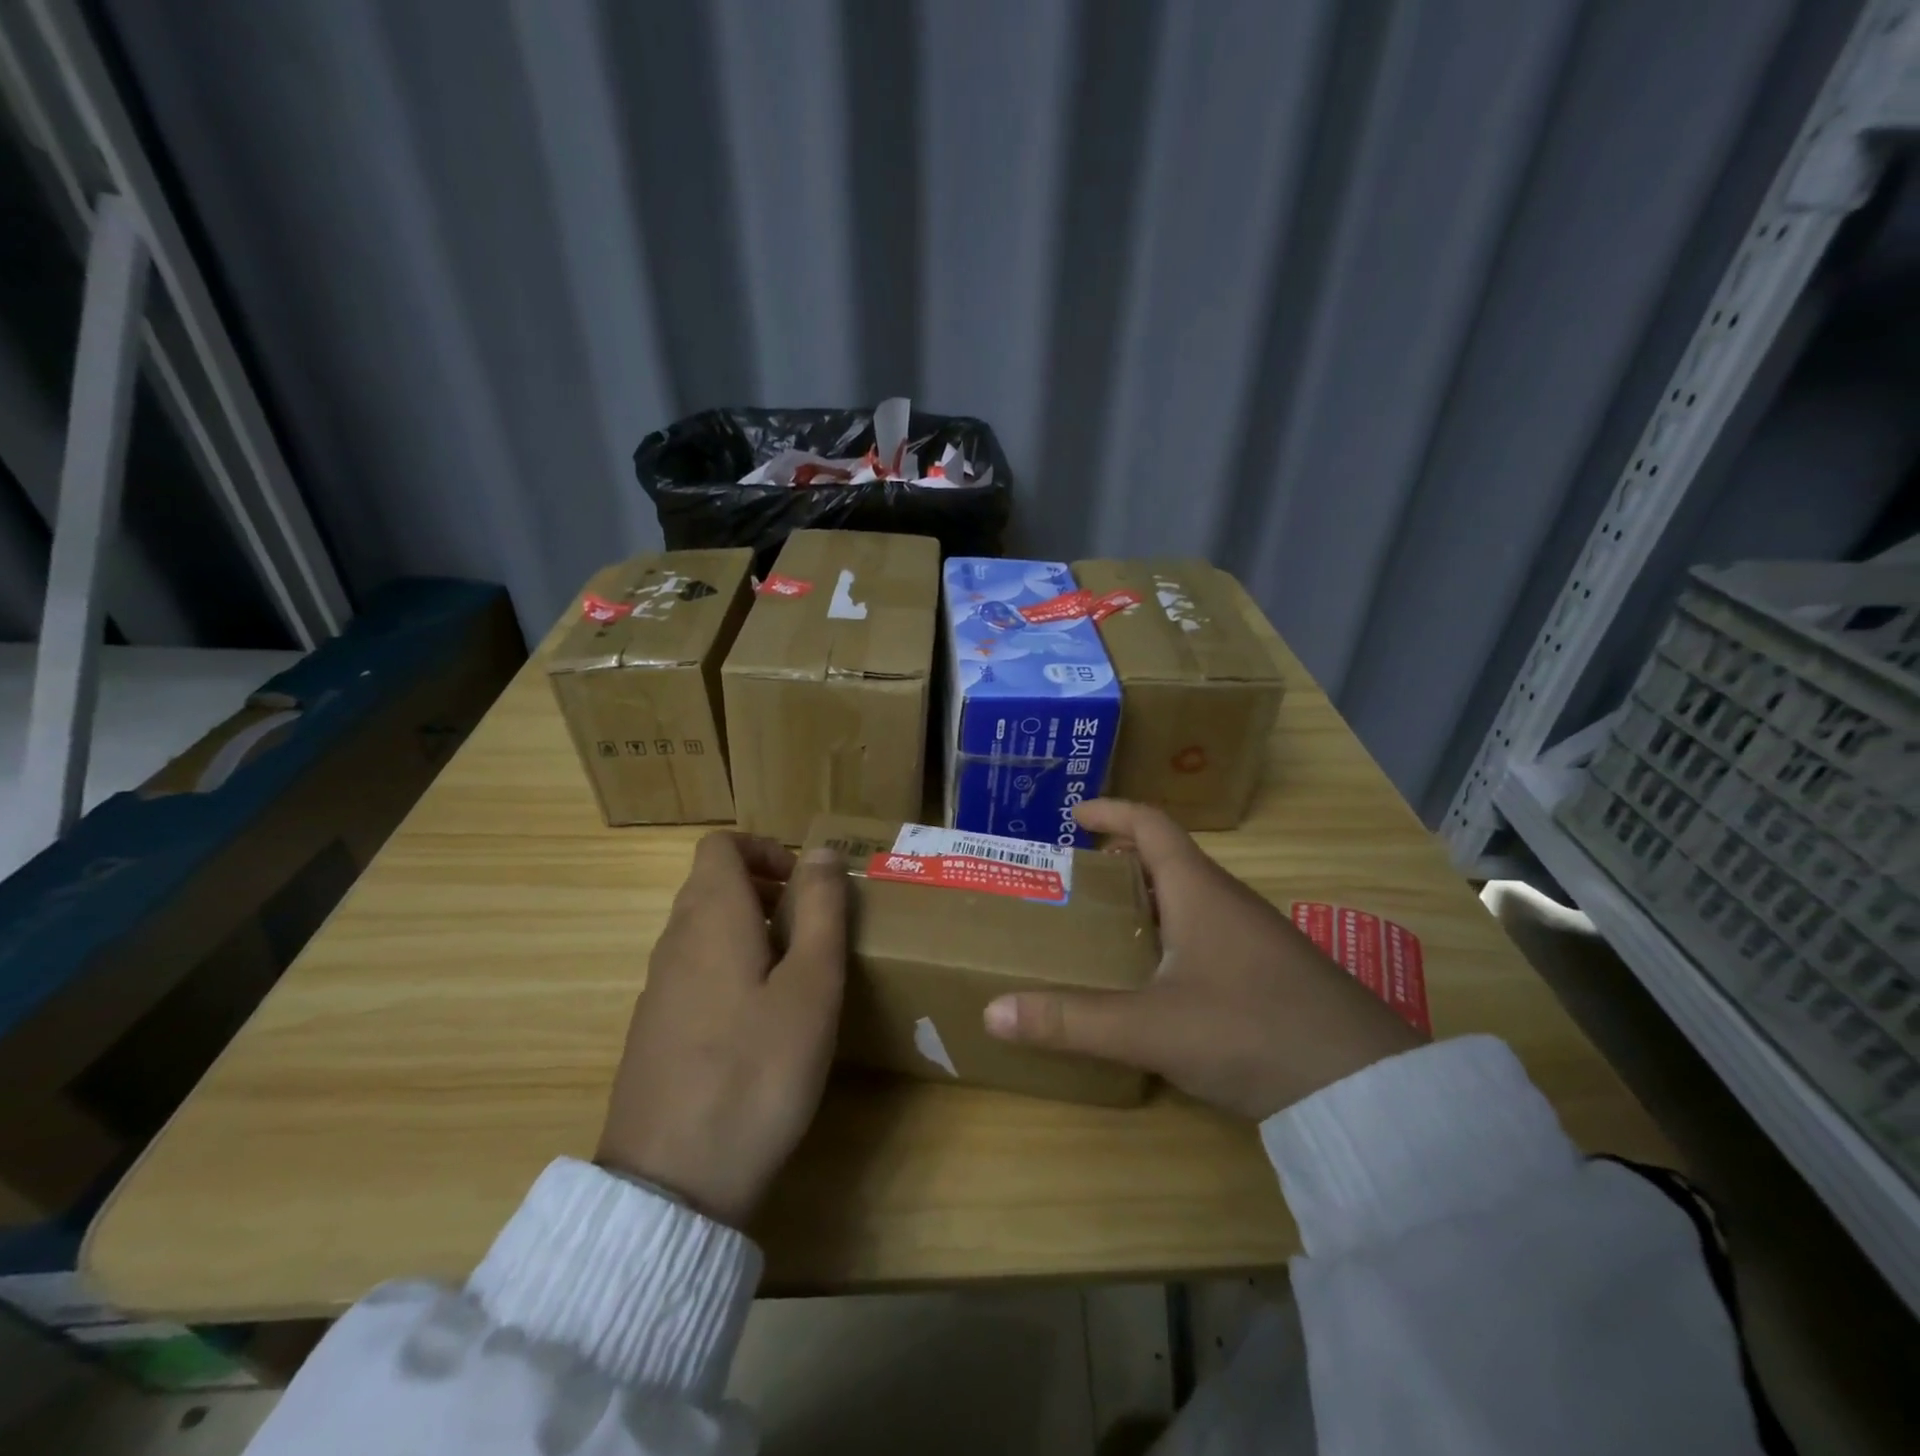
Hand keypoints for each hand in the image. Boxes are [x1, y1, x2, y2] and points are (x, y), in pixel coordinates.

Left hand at [597, 834, 846, 1228]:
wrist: (673, 1183)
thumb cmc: (757, 1070)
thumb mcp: (811, 985)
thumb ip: (819, 910)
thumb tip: (820, 851)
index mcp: (710, 918)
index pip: (720, 846)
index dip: (764, 848)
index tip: (804, 883)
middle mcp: (674, 942)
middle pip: (711, 884)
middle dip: (764, 887)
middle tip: (812, 926)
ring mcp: (658, 989)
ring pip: (703, 928)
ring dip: (749, 928)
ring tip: (795, 973)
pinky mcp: (654, 1030)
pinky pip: (694, 970)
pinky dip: (729, 966)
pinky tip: (759, 1021)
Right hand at [983, 800, 1424, 1119]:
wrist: (1369, 1090)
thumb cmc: (1251, 1030)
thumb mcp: (1151, 1027)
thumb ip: (1072, 1020)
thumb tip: (992, 1012)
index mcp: (1200, 890)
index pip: (1151, 824)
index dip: (1111, 811)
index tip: (1074, 814)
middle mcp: (1229, 902)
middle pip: (1169, 859)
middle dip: (1120, 860)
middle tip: (1075, 879)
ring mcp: (1257, 939)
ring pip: (1191, 899)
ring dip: (1148, 900)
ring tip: (1105, 926)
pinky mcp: (1273, 975)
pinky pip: (1210, 934)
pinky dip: (1173, 935)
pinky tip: (1159, 980)